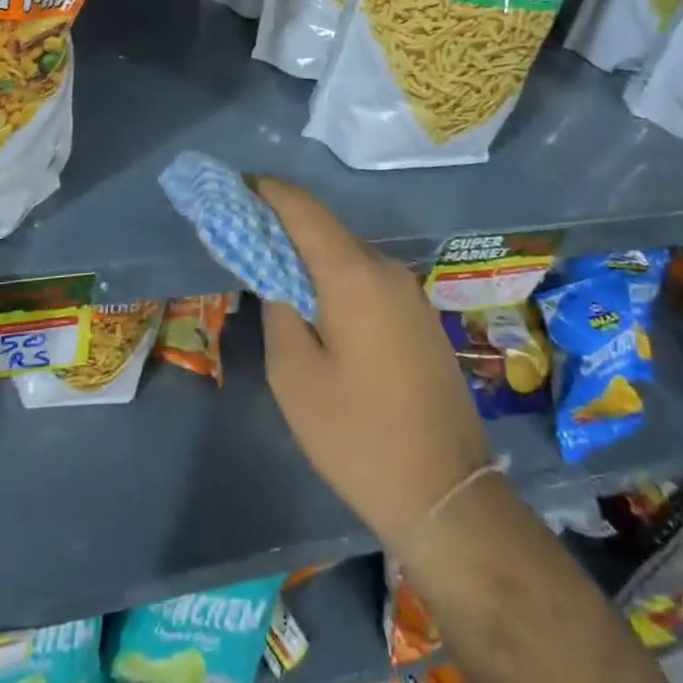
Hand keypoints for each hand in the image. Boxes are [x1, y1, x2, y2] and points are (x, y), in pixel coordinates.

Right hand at [253, 177, 490, 554]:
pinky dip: (334, 277)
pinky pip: (367, 280)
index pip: (303, 209)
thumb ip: (279, 311)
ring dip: (308, 255)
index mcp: (354, 275)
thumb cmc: (358, 436)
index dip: (266, 192)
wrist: (448, 494)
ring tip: (270, 270)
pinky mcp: (419, 318)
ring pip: (347, 255)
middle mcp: (386, 270)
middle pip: (326, 229)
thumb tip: (279, 280)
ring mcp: (409, 293)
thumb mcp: (295, 376)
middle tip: (242, 236)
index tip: (234, 188)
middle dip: (282, 225)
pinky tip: (314, 303)